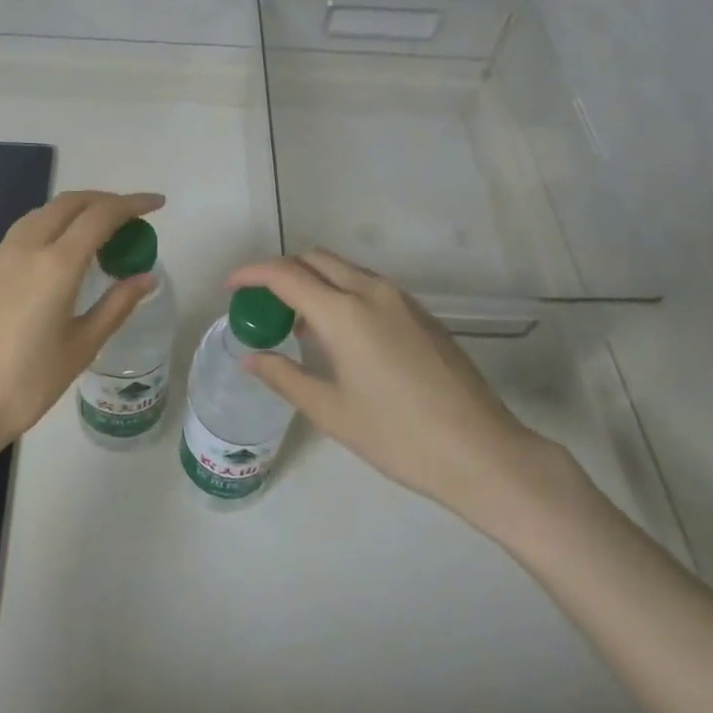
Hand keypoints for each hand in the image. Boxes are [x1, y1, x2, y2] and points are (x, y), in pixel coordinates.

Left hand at [0, 190, 163, 476]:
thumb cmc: (27, 384)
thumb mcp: (81, 347)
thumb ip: (116, 305)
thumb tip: (146, 277)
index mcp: (56, 265)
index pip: (101, 216)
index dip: (132, 204)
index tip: (156, 203)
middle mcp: (23, 249)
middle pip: (67, 204)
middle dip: (101, 200)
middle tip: (126, 214)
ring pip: (37, 217)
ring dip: (69, 214)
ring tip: (90, 235)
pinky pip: (15, 241)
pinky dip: (43, 237)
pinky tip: (47, 267)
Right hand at [228, 250, 574, 535]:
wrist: (482, 452)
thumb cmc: (399, 437)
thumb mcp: (331, 411)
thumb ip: (284, 376)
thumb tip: (251, 357)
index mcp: (345, 313)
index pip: (285, 274)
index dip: (251, 274)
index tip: (230, 288)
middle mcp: (373, 292)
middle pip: (315, 259)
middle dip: (281, 272)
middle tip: (262, 305)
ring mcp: (402, 300)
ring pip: (344, 269)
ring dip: (313, 281)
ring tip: (296, 324)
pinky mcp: (421, 314)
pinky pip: (368, 286)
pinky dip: (340, 293)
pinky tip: (338, 336)